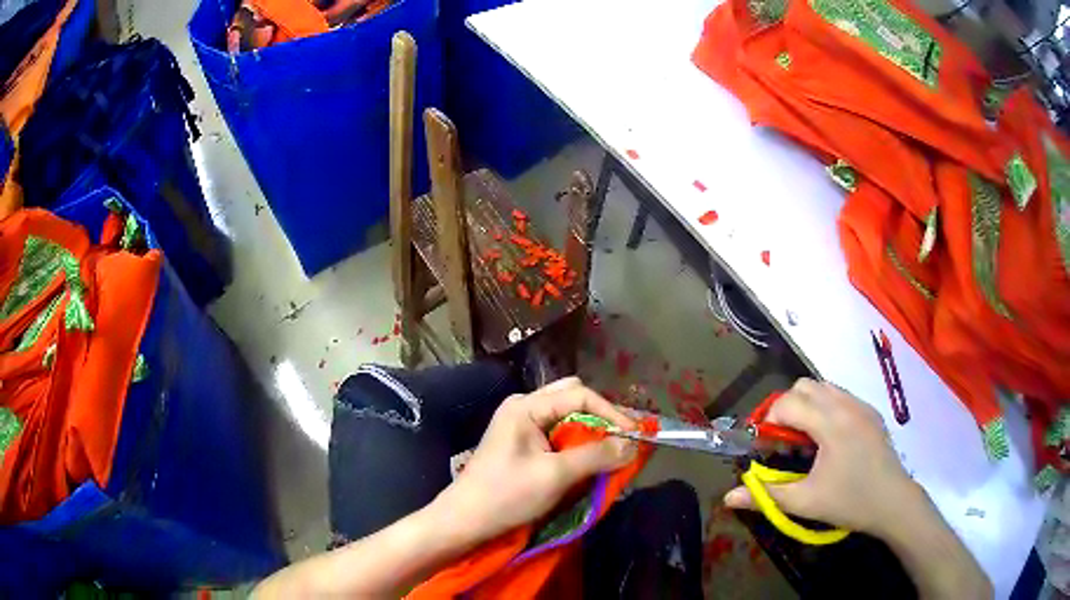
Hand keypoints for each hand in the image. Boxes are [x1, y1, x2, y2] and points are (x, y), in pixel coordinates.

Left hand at [432, 377, 637, 544]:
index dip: (612, 412)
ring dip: (591, 431)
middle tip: (624, 438)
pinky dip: (577, 443)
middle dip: (602, 417)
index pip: (580, 395)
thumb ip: (596, 456)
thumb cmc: (506, 495)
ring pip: (567, 417)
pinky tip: (589, 459)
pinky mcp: (522, 444)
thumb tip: (632, 445)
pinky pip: (557, 434)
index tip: (635, 436)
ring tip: (612, 449)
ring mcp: (521, 425)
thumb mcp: (555, 476)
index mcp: (526, 407)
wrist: (466, 520)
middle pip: (573, 399)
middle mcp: (523, 408)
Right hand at [723, 378, 921, 537]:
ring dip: (806, 406)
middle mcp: (845, 404)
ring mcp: (861, 405)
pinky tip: (829, 440)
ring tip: (806, 439)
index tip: (766, 447)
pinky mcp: (871, 412)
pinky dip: (825, 408)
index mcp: (830, 423)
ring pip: (823, 387)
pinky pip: (840, 396)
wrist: (894, 502)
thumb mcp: (804, 502)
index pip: (788, 403)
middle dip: (786, 408)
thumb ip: (765, 495)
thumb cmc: (849, 502)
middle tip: (784, 441)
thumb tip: (729, 497)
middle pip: (804, 386)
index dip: (769, 422)